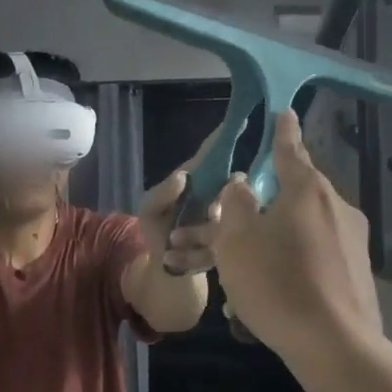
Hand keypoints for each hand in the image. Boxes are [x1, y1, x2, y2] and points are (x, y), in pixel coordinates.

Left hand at [136, 131, 222, 275]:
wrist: (168, 271)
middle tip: (210, 211)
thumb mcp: (150, 210)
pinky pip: (230, 241)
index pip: (213, 154)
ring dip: (212, 227)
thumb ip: (161, 193)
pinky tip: (185, 255)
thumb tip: (184, 177)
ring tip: (185, 239)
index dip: (224, 138)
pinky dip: (205, 250)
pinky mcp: (233, 242)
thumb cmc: (158, 230)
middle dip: (227, 192)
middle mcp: (219, 193)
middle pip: (233, 181)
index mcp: (199, 179)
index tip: (241, 120)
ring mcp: (229, 217)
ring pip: (236, 213)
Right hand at [208, 111, 383, 357]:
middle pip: (291, 198)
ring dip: (267, 247)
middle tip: (227, 228)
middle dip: (257, 211)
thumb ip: (235, 205)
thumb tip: (242, 186)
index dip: (281, 132)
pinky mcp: (357, 274)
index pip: (290, 150)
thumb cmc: (278, 283)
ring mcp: (352, 243)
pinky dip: (288, 270)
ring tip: (235, 279)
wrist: (336, 346)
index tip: (284, 113)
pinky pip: (314, 261)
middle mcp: (336, 208)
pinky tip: (265, 300)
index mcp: (308, 191)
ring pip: (299, 234)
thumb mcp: (237, 240)